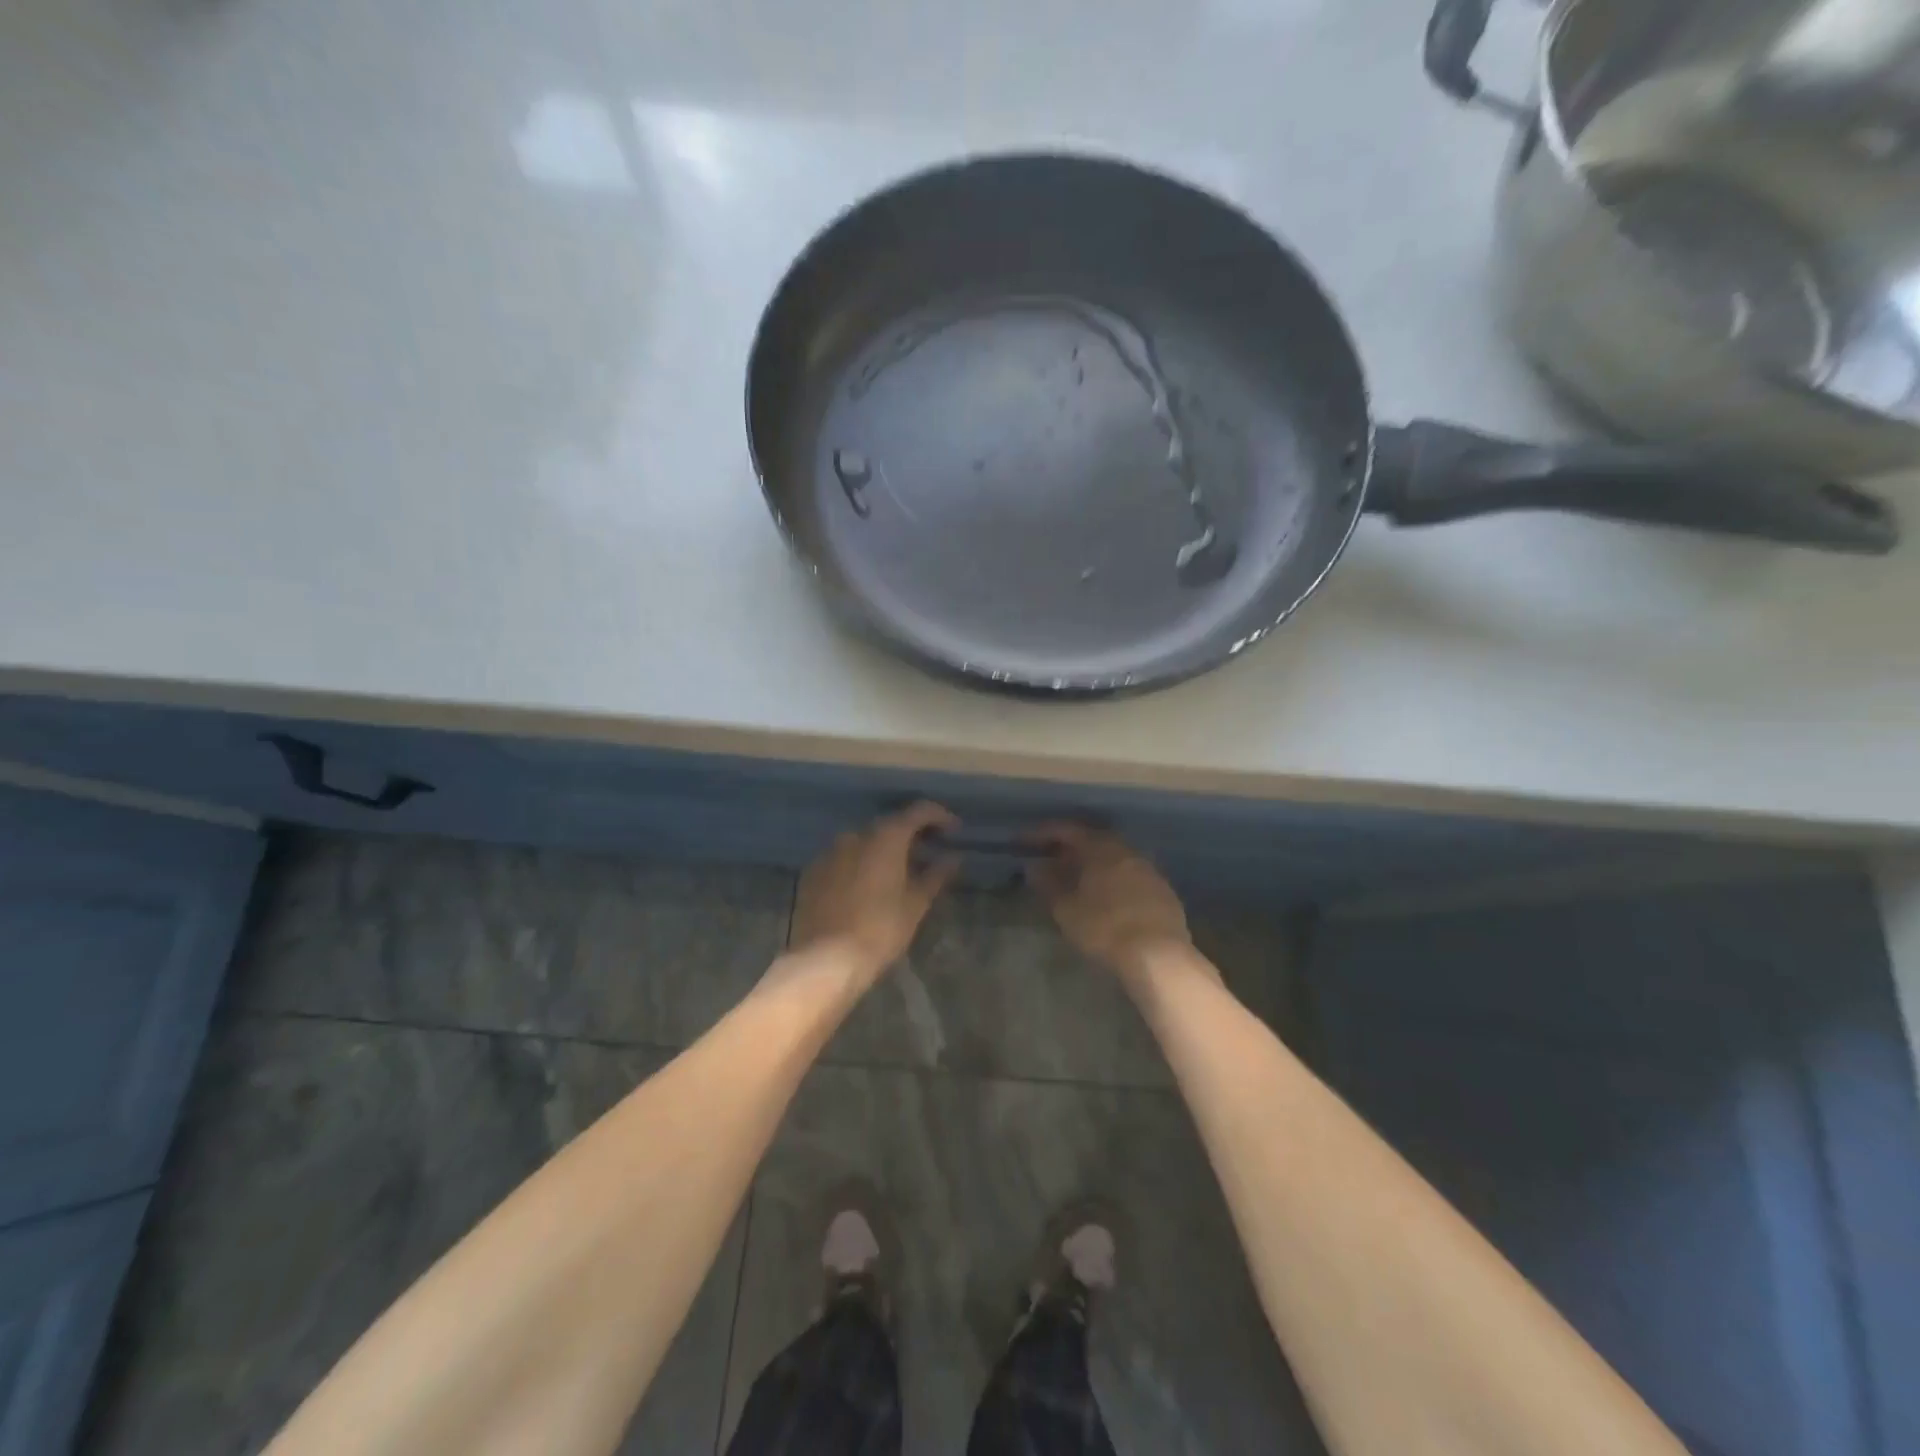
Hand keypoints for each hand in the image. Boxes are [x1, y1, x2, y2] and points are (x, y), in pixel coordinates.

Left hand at [790, 802, 959, 984]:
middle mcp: (855, 835)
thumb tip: (954, 857)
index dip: (940, 817)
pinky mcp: (813, 871)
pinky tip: (869, 884)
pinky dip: (861, 862)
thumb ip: (936, 875)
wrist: (823, 960)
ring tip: (901, 869)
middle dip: (912, 834)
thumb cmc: (879, 930)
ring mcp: (830, 852)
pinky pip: (844, 857)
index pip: (918, 811)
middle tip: (930, 850)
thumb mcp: (915, 904)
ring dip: (885, 848)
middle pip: (890, 824)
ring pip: (864, 841)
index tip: (955, 830)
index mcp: (885, 837)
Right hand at [1028, 824, 1191, 976]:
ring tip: (1075, 878)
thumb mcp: (1066, 909)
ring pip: (1114, 857)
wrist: (1158, 955)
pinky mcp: (1163, 891)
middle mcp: (1126, 850)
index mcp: (1100, 848)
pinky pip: (1130, 874)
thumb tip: (1035, 866)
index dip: (1043, 833)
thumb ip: (1048, 883)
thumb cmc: (1104, 927)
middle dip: (1069, 847)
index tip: (1024, 841)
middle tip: (1050, 858)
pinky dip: (1112, 878)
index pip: (1067, 830)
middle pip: (1093, 839)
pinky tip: (1105, 896)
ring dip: (1093, 863)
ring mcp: (1148, 869)